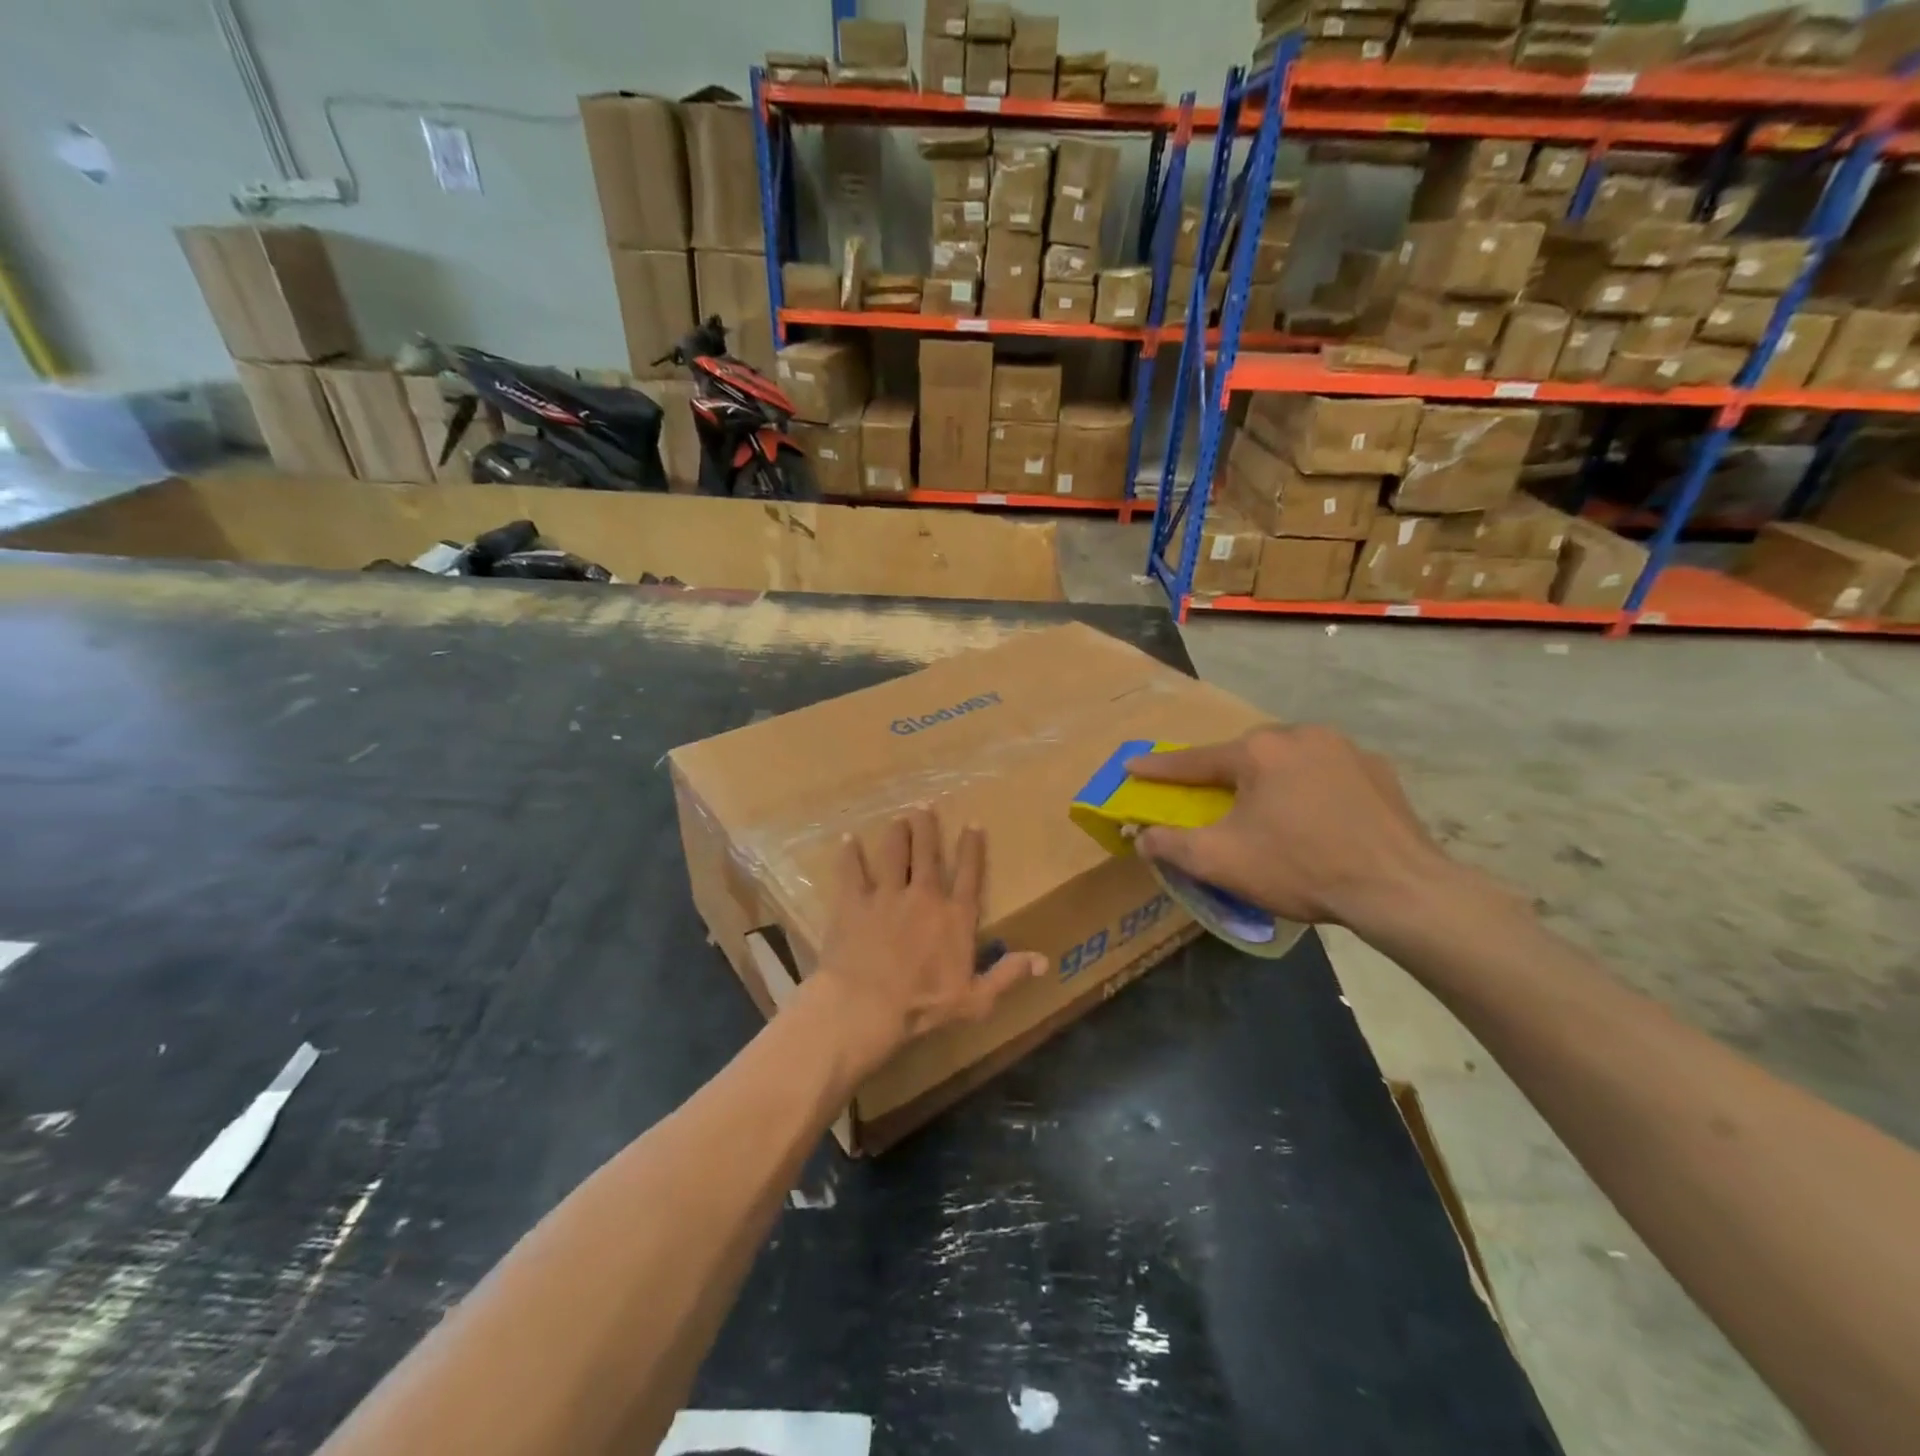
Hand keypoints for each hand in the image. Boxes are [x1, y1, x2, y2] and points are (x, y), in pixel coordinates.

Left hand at [807, 807, 1047, 1077]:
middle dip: (928, 827)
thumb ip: (1008, 975)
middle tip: (925, 807)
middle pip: (928, 853)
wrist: (866, 1005)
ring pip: (894, 852)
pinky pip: (851, 871)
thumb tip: (1044, 961)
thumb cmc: (923, 1005)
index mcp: (955, 916)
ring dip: (897, 833)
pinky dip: (850, 854)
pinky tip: (848, 840)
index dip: (972, 847)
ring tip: (898, 819)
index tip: (973, 823)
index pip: (969, 873)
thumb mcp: (975, 999)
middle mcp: (924, 895)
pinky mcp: (853, 901)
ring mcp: (887, 895)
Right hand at [1125, 725, 1454, 928]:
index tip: (1132, 766)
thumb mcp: (1222, 862)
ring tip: (1269, 811)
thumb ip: (1171, 845)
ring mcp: (1344, 748)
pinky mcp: (1378, 769)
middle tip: (1213, 802)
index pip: (1194, 760)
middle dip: (1223, 775)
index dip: (1160, 768)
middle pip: (1245, 755)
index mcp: (1258, 752)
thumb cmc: (1301, 868)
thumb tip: (1142, 837)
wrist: (1399, 889)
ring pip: (1288, 758)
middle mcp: (1299, 735)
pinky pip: (1327, 770)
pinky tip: (1316, 815)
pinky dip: (1310, 786)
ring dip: (1269, 778)